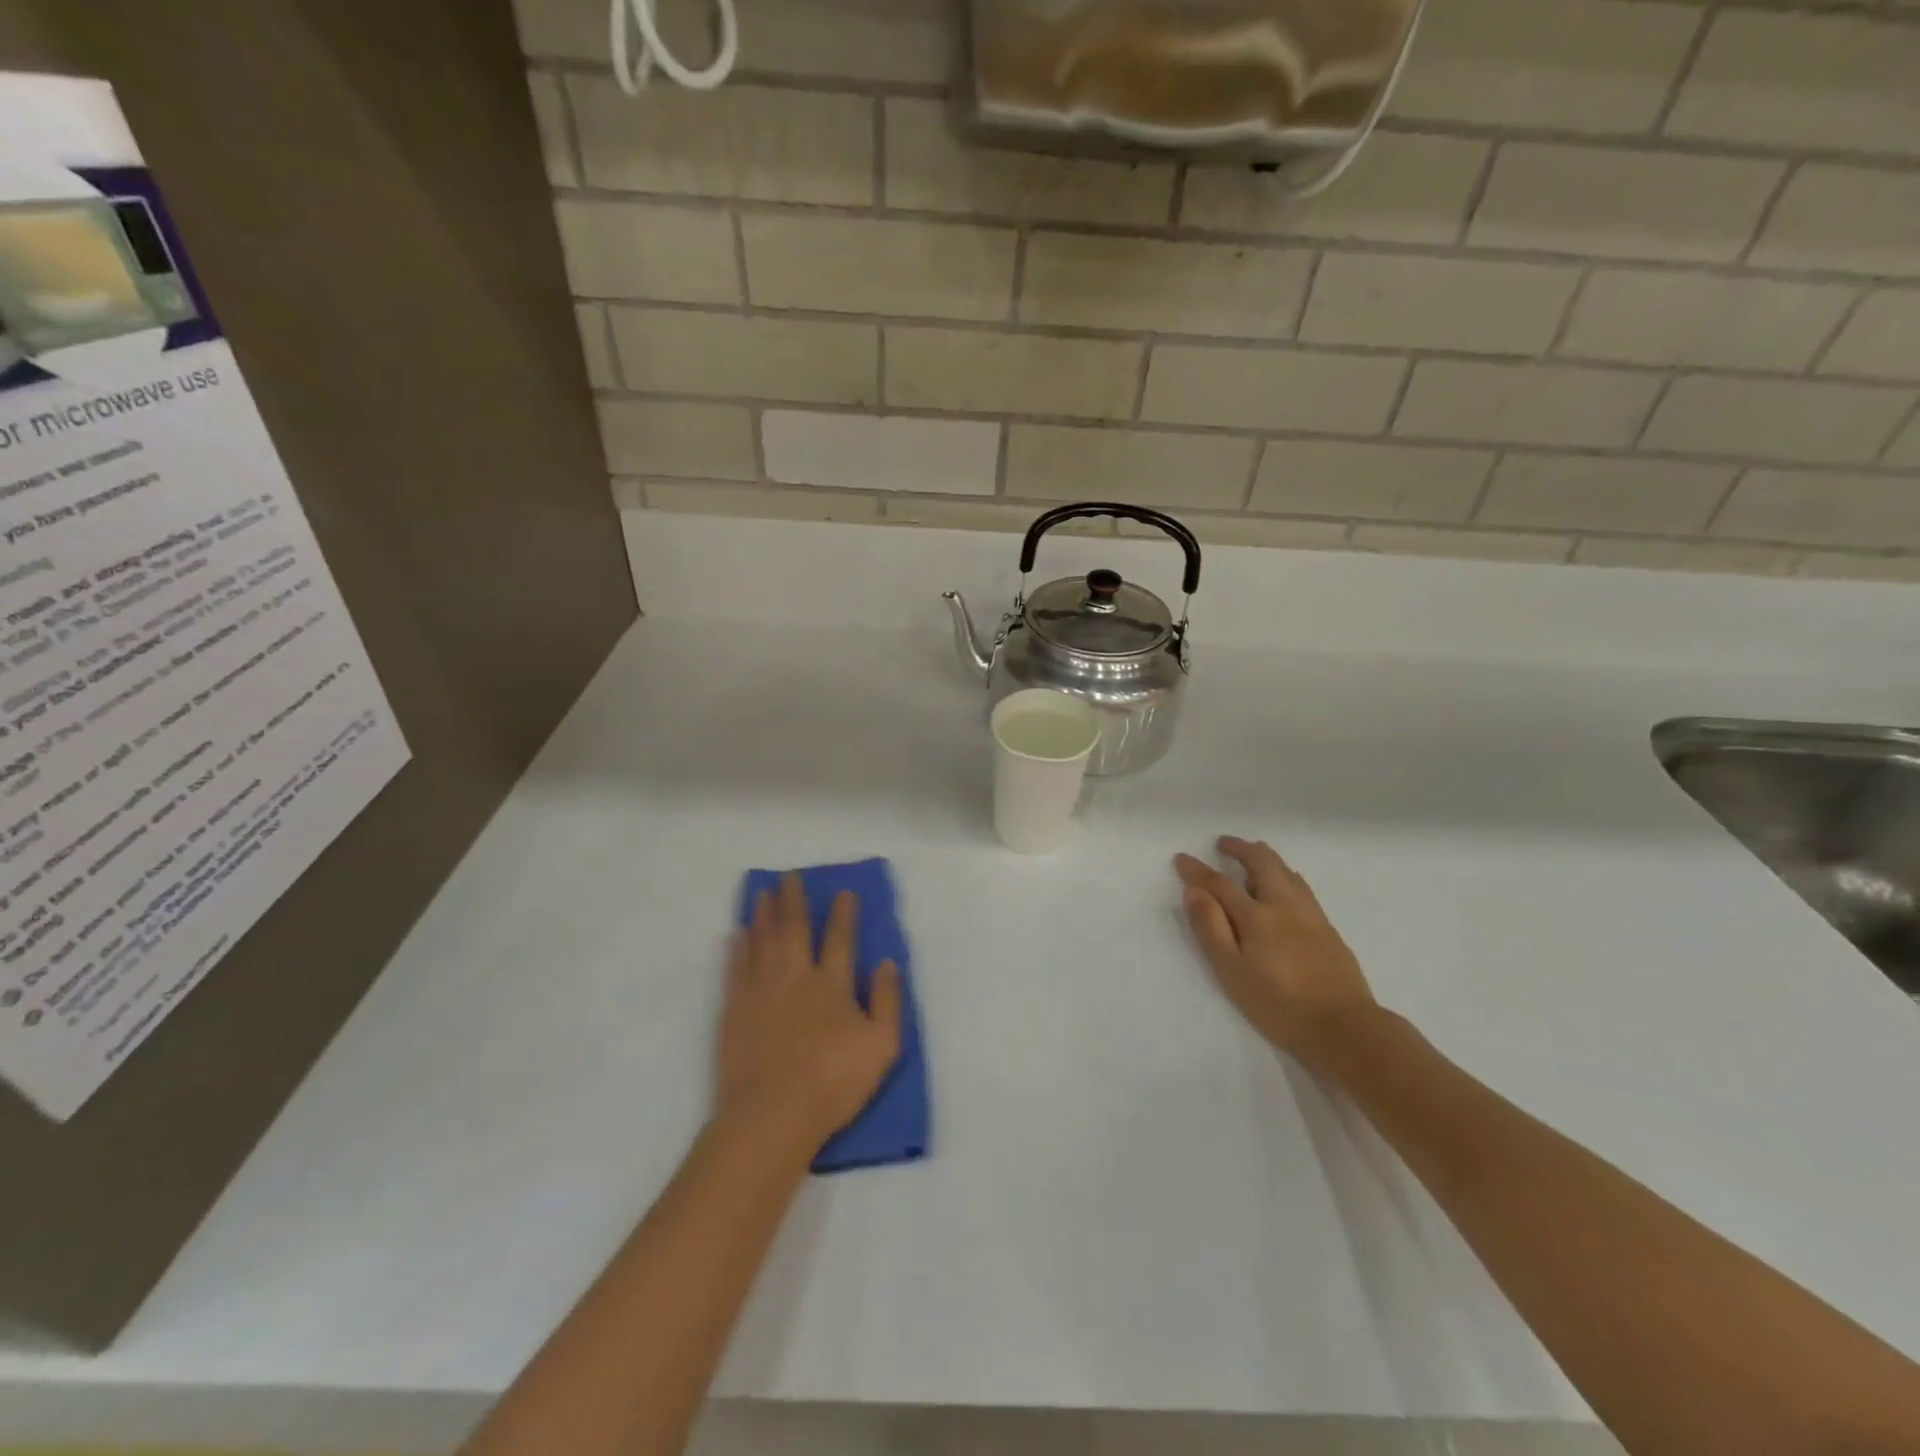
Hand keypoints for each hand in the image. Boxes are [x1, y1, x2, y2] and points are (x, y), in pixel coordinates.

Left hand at [716, 874, 902, 1154]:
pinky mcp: (734, 1010)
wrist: (771, 1116)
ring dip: (763, 914)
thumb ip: (887, 1000)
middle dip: (793, 900)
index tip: (843, 891)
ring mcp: (760, 991)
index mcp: (832, 983)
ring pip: (761, 941)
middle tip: (789, 876)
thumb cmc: (833, 1082)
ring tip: (762, 893)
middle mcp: (794, 976)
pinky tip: (736, 935)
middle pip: (793, 928)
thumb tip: (887, 963)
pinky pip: (734, 968)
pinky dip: (736, 948)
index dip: (844, 913)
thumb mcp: (881, 1045)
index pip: (840, 938)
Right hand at [1174, 836, 1376, 1060]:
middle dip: (1239, 848)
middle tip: (1222, 844)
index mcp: (1256, 916)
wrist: (1345, 1028)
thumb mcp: (1232, 972)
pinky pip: (1301, 886)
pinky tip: (1284, 884)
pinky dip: (1284, 873)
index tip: (1181, 858)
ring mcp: (1310, 914)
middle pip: (1262, 861)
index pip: (1220, 883)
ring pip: (1285, 870)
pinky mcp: (1327, 927)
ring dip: (1264, 857)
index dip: (1197, 870)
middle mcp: (1284, 905)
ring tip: (1251, 856)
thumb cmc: (1279, 1005)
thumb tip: (1193, 892)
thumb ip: (1211, 929)